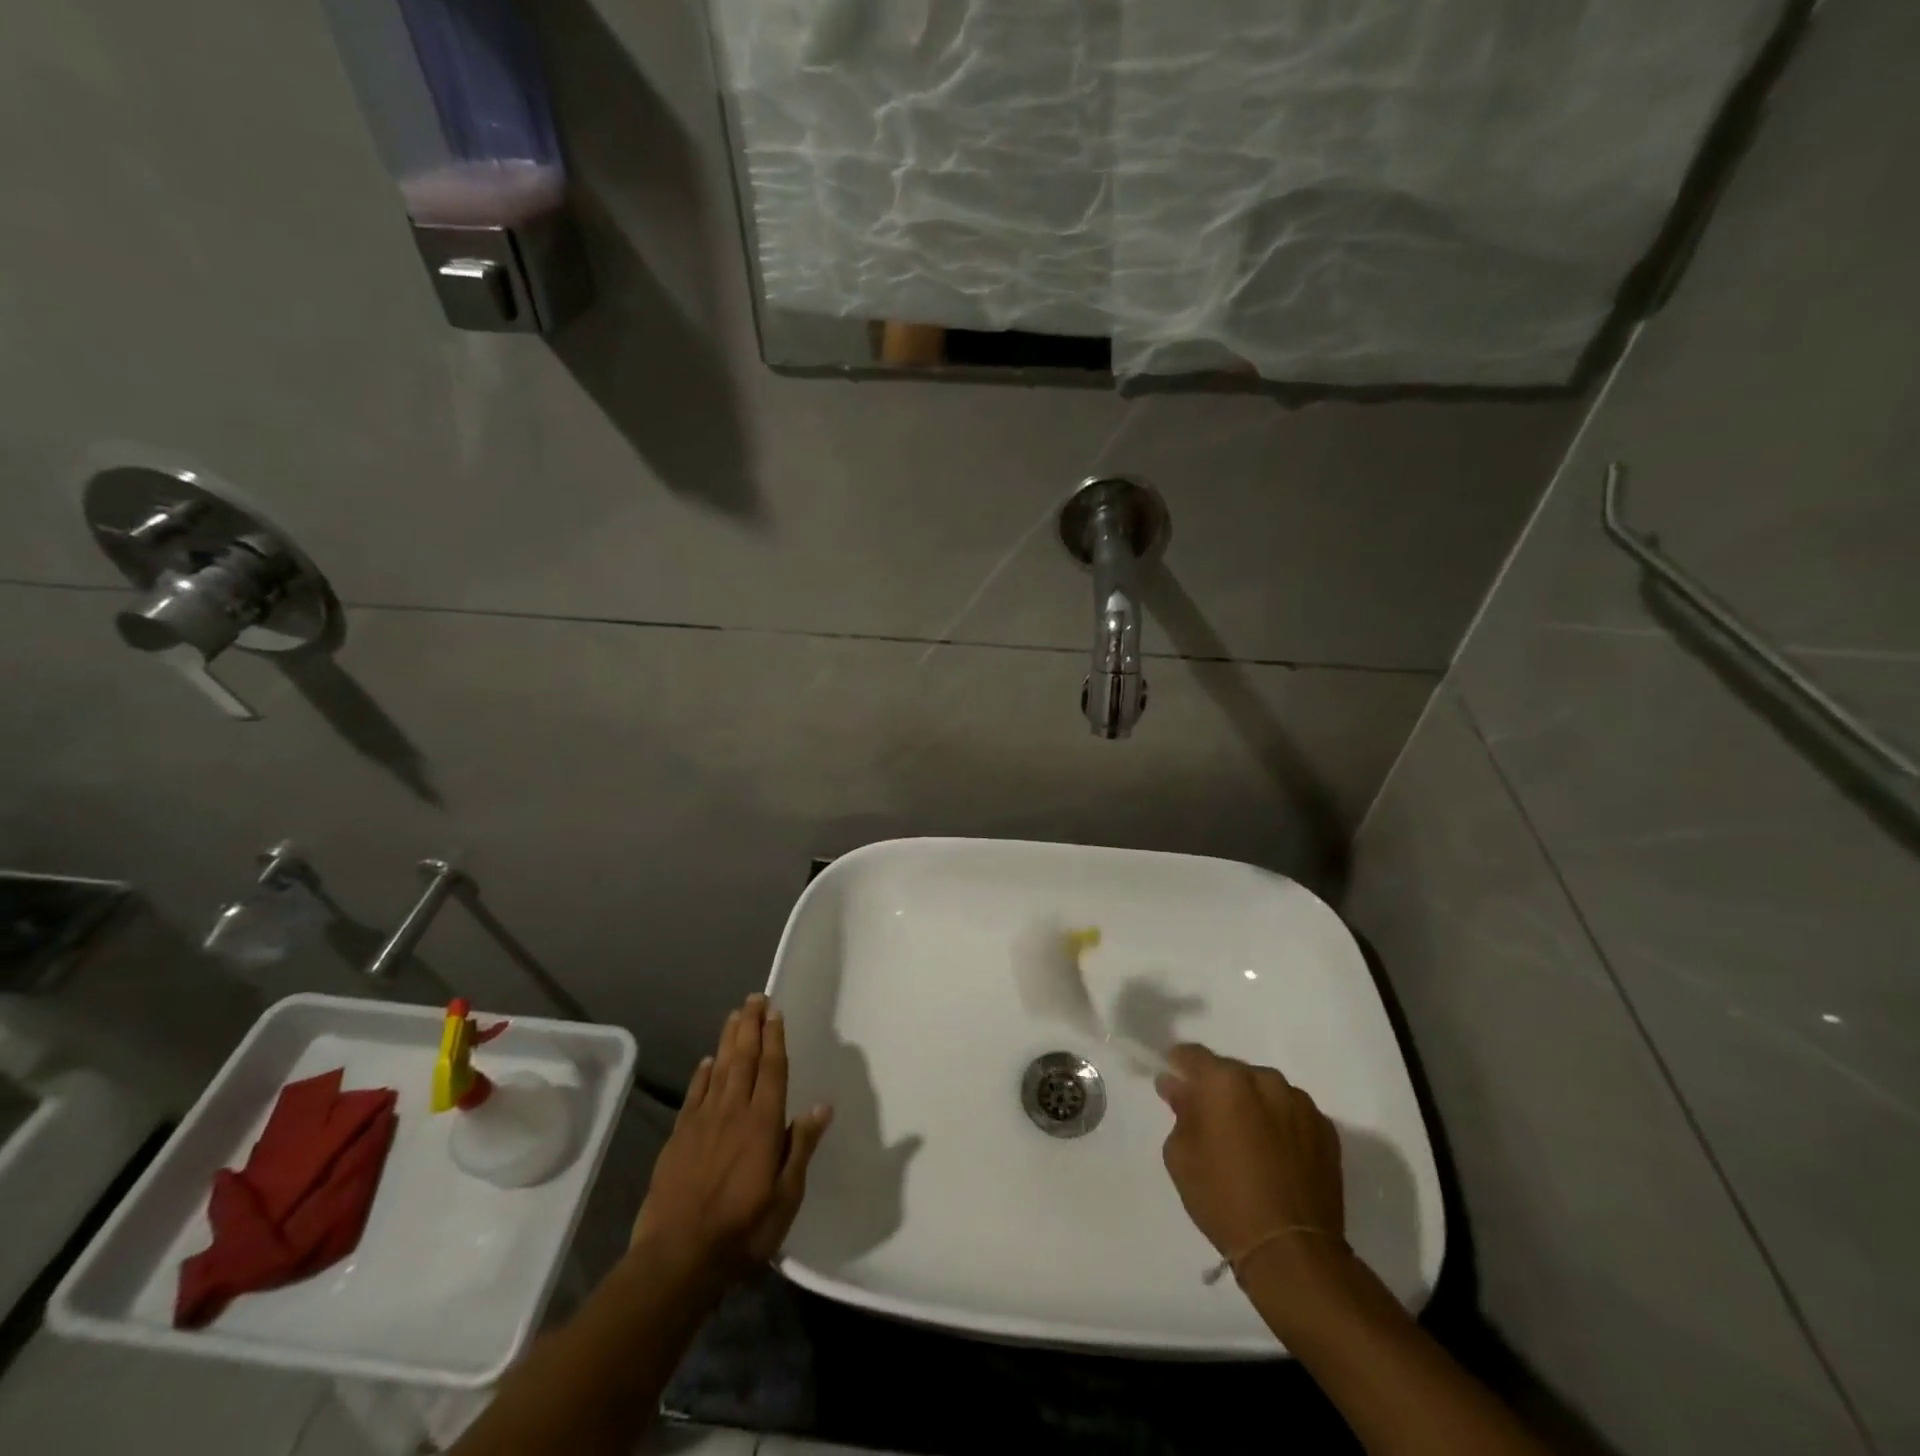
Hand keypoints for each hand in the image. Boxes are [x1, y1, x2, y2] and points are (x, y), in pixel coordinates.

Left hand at [631, 994, 833, 1284]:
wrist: (677, 1257)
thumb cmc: (742, 1230)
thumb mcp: (786, 1197)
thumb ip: (801, 1147)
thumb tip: (822, 1106)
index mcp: (762, 1123)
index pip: (772, 1070)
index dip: (774, 1039)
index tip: (775, 1011)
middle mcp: (733, 1112)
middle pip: (744, 1059)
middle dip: (751, 1026)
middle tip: (755, 998)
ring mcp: (702, 1122)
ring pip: (719, 1069)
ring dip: (728, 1040)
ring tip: (735, 1015)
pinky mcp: (679, 1137)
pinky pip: (694, 1094)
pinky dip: (702, 1074)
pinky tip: (707, 1061)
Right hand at [1155, 1043, 1343, 1268]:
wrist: (1291, 1250)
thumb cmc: (1223, 1199)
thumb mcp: (1180, 1155)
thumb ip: (1180, 1111)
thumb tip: (1178, 1087)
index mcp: (1224, 1081)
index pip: (1193, 1055)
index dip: (1179, 1066)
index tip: (1174, 1084)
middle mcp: (1265, 1080)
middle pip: (1232, 1072)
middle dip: (1218, 1090)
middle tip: (1210, 1121)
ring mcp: (1301, 1103)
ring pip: (1265, 1091)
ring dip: (1252, 1105)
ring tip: (1248, 1142)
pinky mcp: (1327, 1130)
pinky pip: (1292, 1114)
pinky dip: (1280, 1125)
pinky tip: (1276, 1156)